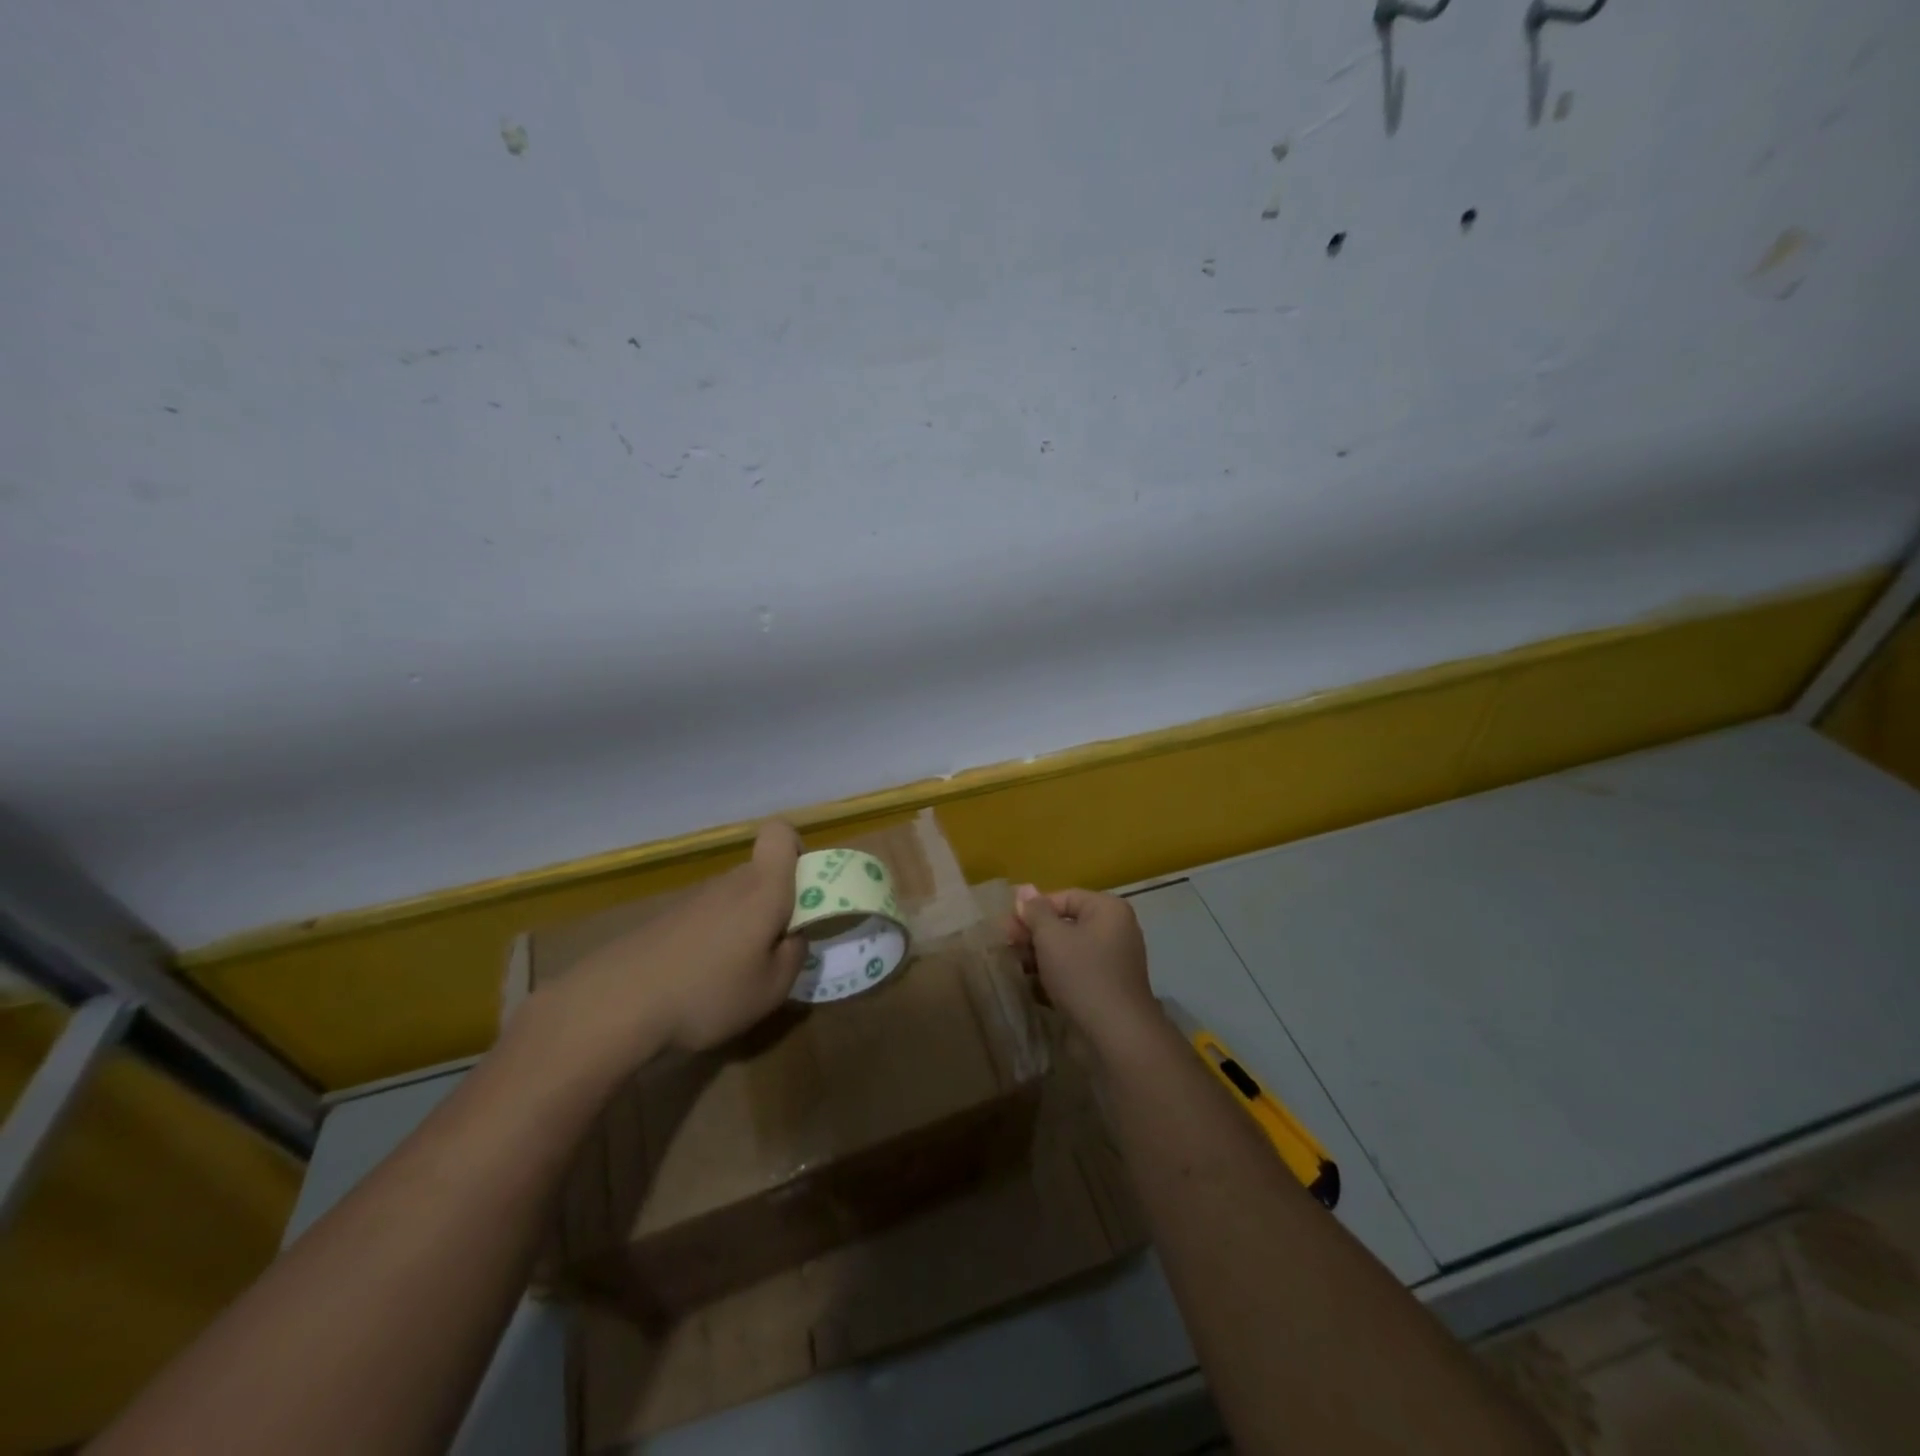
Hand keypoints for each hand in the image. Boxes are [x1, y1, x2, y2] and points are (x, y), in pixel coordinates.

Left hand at [542, 823, 807, 1066]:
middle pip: (762, 872)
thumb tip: (794, 935)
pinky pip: (707, 918)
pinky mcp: (667, 919)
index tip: (802, 890)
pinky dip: (714, 940)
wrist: (616, 1005)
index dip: (797, 850)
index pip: (781, 832)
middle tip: (776, 949)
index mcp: (764, 888)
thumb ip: (794, 955)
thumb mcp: (771, 989)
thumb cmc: (709, 992)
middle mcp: (730, 882)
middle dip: (777, 902)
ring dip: (745, 925)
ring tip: (737, 975)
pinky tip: (701, 981)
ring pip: (735, 898)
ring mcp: (694, 899)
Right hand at [1009, 886, 1161, 1052]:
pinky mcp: (1106, 989)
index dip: (1033, 910)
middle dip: (1034, 935)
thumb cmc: (1082, 974)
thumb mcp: (1051, 937)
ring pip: (1068, 951)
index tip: (1007, 927)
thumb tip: (1023, 889)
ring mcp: (1112, 962)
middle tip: (1007, 946)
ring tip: (1016, 968)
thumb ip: (1035, 912)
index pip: (1063, 898)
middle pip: (1066, 924)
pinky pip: (1075, 973)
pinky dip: (1054, 977)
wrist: (1116, 1035)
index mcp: (1107, 910)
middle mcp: (1115, 931)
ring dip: (1040, 957)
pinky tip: (1032, 988)